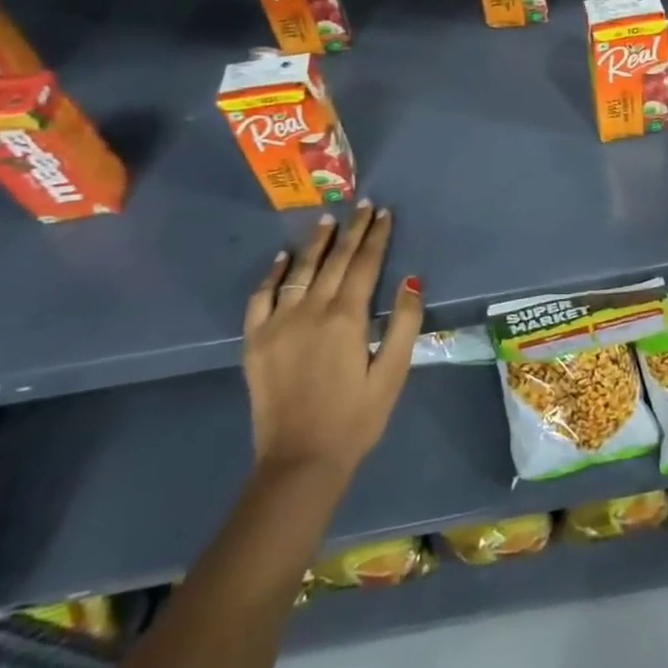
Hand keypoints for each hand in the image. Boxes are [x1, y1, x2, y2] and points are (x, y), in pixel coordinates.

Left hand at [242, 204, 421, 480]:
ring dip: (316, 243)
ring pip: (299, 271)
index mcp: (347, 317)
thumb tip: (411, 279)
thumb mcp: (393, 373)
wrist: (300, 461)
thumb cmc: (356, 418)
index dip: (376, 236)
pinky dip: (272, 274)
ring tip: (328, 220)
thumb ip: (403, 323)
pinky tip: (282, 258)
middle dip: (352, 231)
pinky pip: (261, 297)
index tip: (384, 213)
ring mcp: (278, 323)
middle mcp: (310, 310)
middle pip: (335, 260)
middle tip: (362, 206)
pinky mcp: (255, 341)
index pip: (365, 264)